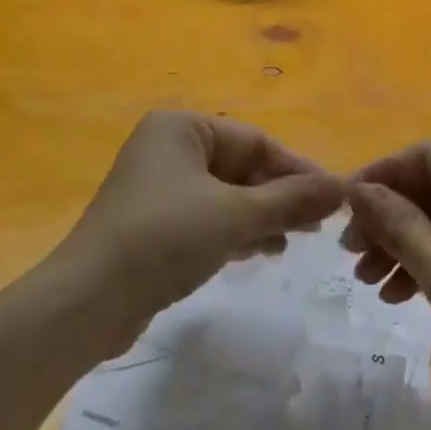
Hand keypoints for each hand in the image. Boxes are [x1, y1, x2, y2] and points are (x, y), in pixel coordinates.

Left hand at [57, 111, 345, 349]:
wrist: (88, 302)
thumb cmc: (164, 238)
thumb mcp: (235, 215)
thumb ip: (290, 200)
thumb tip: (342, 186)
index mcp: (181, 128)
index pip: (254, 140)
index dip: (297, 168)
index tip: (333, 197)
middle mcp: (168, 148)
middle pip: (240, 166)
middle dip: (279, 195)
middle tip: (318, 224)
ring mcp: (158, 187)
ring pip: (225, 194)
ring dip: (262, 215)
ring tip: (298, 239)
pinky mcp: (154, 224)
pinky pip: (207, 217)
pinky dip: (236, 230)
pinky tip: (263, 250)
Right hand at [343, 142, 430, 429]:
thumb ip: (399, 226)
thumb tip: (357, 190)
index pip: (427, 157)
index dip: (381, 176)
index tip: (343, 207)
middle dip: (387, 217)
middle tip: (349, 253)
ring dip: (401, 244)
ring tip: (366, 280)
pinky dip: (425, 264)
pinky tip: (396, 294)